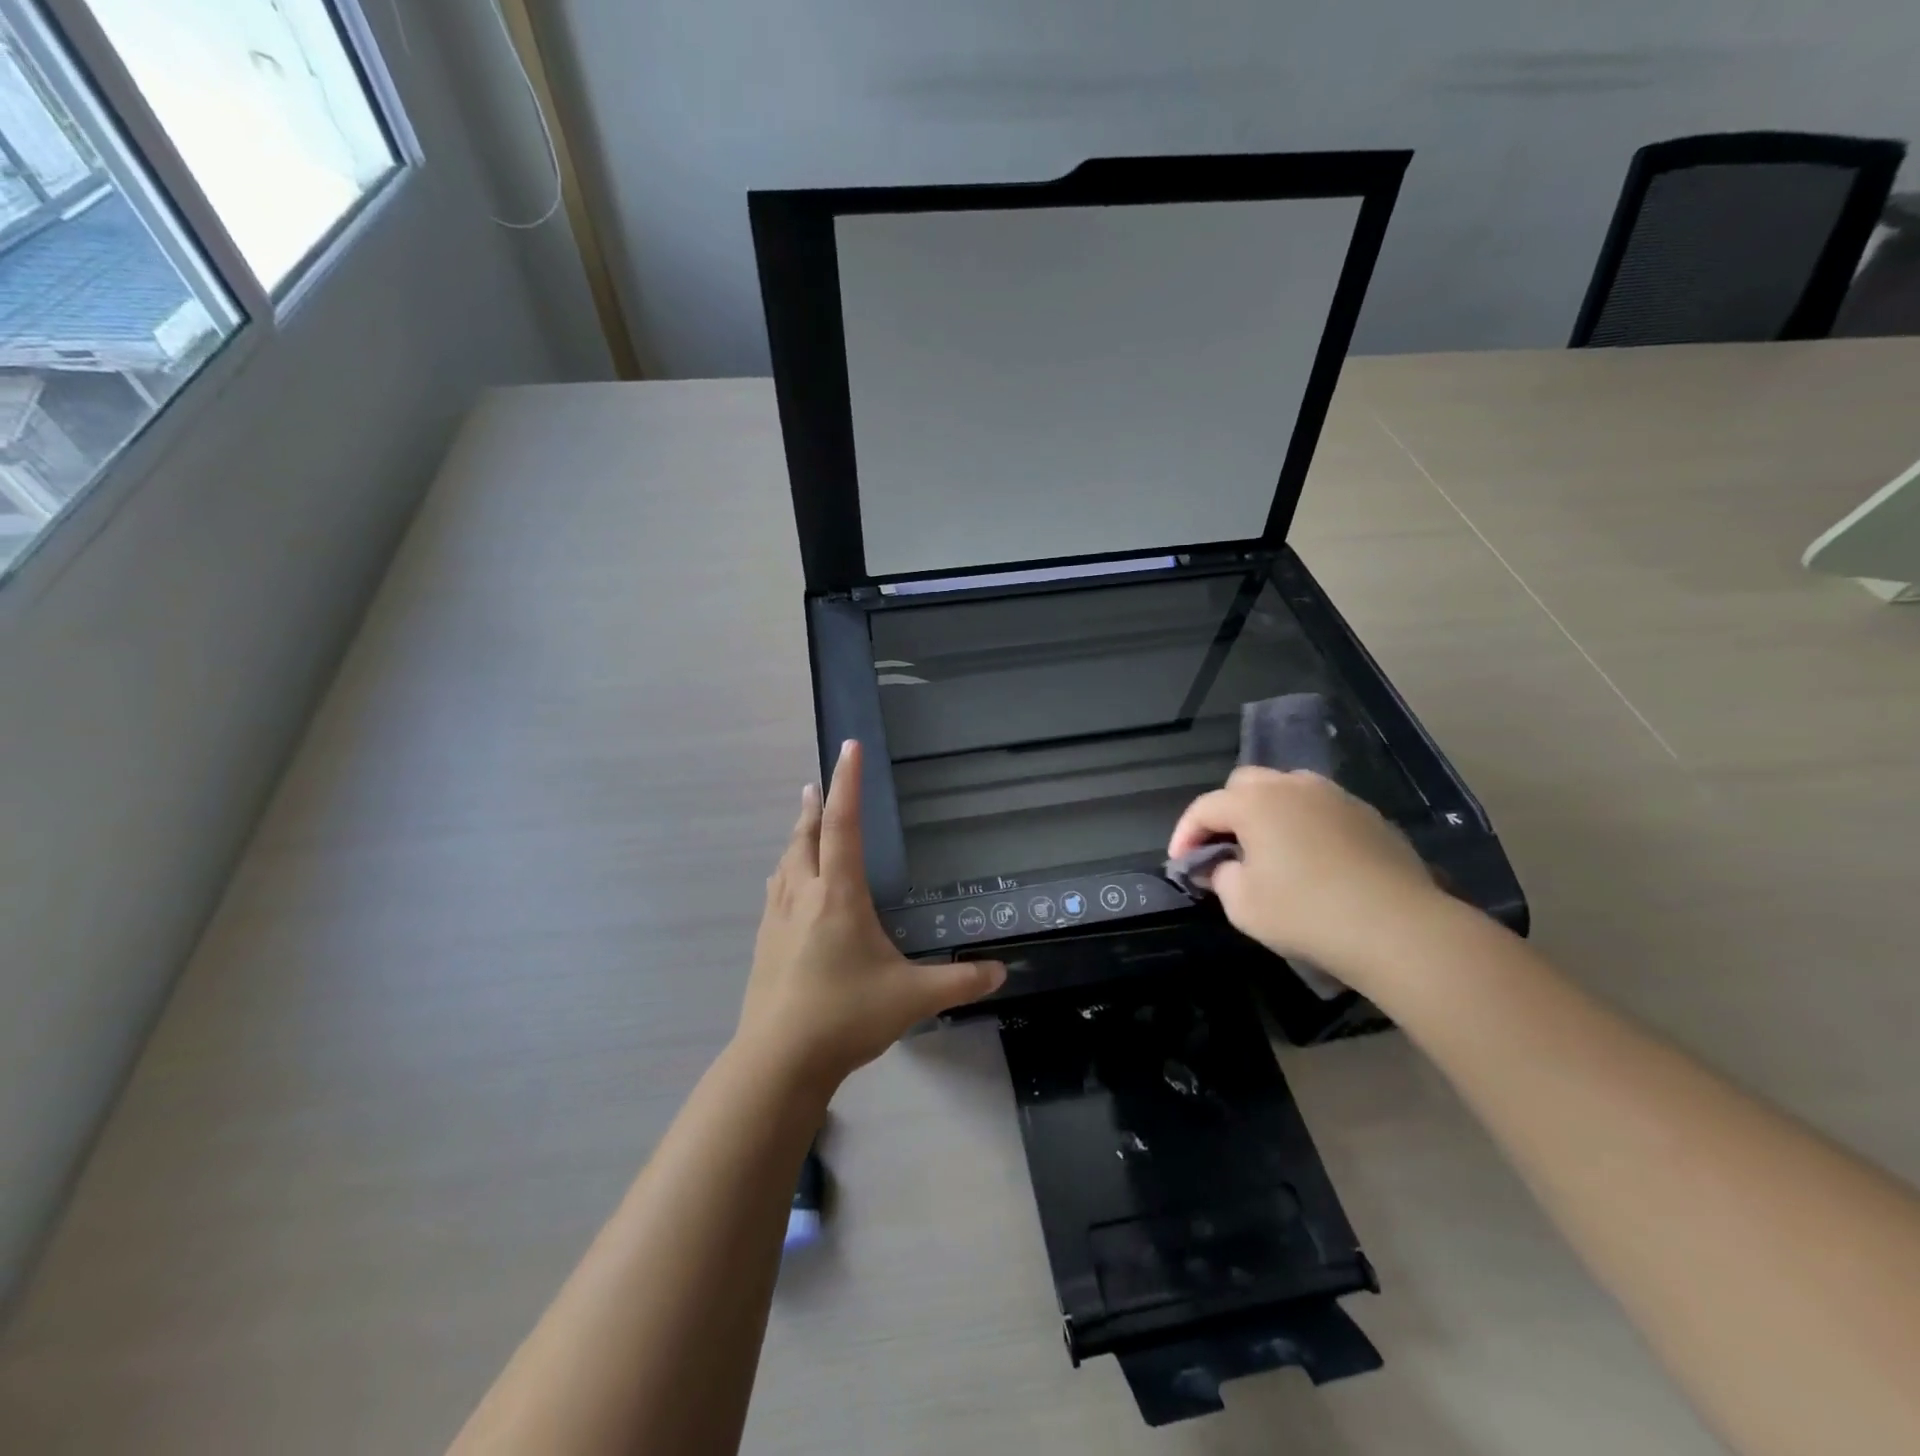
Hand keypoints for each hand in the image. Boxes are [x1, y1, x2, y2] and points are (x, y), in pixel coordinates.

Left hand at [739, 740, 1006, 1091]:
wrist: (777, 1061)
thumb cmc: (845, 1017)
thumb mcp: (912, 998)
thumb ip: (958, 982)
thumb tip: (1001, 973)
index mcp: (838, 896)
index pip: (844, 825)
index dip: (847, 783)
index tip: (848, 747)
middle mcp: (803, 896)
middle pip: (806, 837)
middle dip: (815, 805)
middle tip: (817, 781)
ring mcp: (776, 920)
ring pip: (785, 862)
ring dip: (796, 836)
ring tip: (803, 821)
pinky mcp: (764, 944)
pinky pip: (774, 891)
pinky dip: (784, 871)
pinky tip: (783, 883)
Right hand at [1167, 767, 1447, 986]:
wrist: (1398, 928)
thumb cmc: (1307, 913)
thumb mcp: (1243, 905)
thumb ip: (1221, 877)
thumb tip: (1223, 866)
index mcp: (1255, 802)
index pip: (1205, 807)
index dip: (1185, 834)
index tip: (1180, 864)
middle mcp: (1293, 786)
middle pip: (1245, 784)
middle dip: (1226, 812)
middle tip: (1224, 849)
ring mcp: (1336, 797)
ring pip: (1287, 790)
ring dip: (1268, 813)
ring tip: (1268, 850)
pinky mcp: (1369, 816)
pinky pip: (1321, 809)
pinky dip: (1304, 825)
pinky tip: (1311, 860)